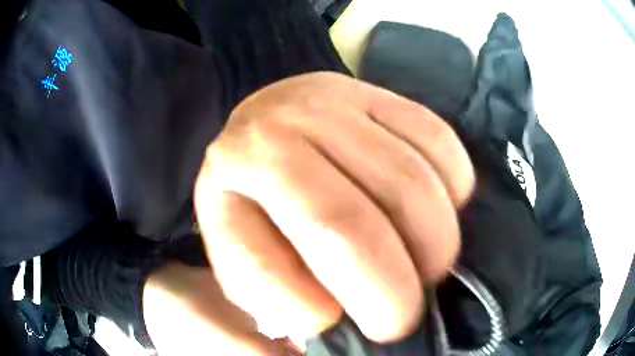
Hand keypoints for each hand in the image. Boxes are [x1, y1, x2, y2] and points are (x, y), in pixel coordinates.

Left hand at [144, 72, 473, 354]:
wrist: (262, 132)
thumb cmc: (249, 202)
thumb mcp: (237, 254)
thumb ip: (269, 295)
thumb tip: (325, 319)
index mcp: (240, 165)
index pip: (304, 240)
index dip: (352, 298)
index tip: (371, 331)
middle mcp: (286, 124)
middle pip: (363, 219)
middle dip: (400, 286)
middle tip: (405, 314)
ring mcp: (339, 99)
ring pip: (416, 181)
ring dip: (436, 243)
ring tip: (426, 266)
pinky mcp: (380, 93)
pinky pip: (440, 141)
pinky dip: (454, 189)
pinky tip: (436, 212)